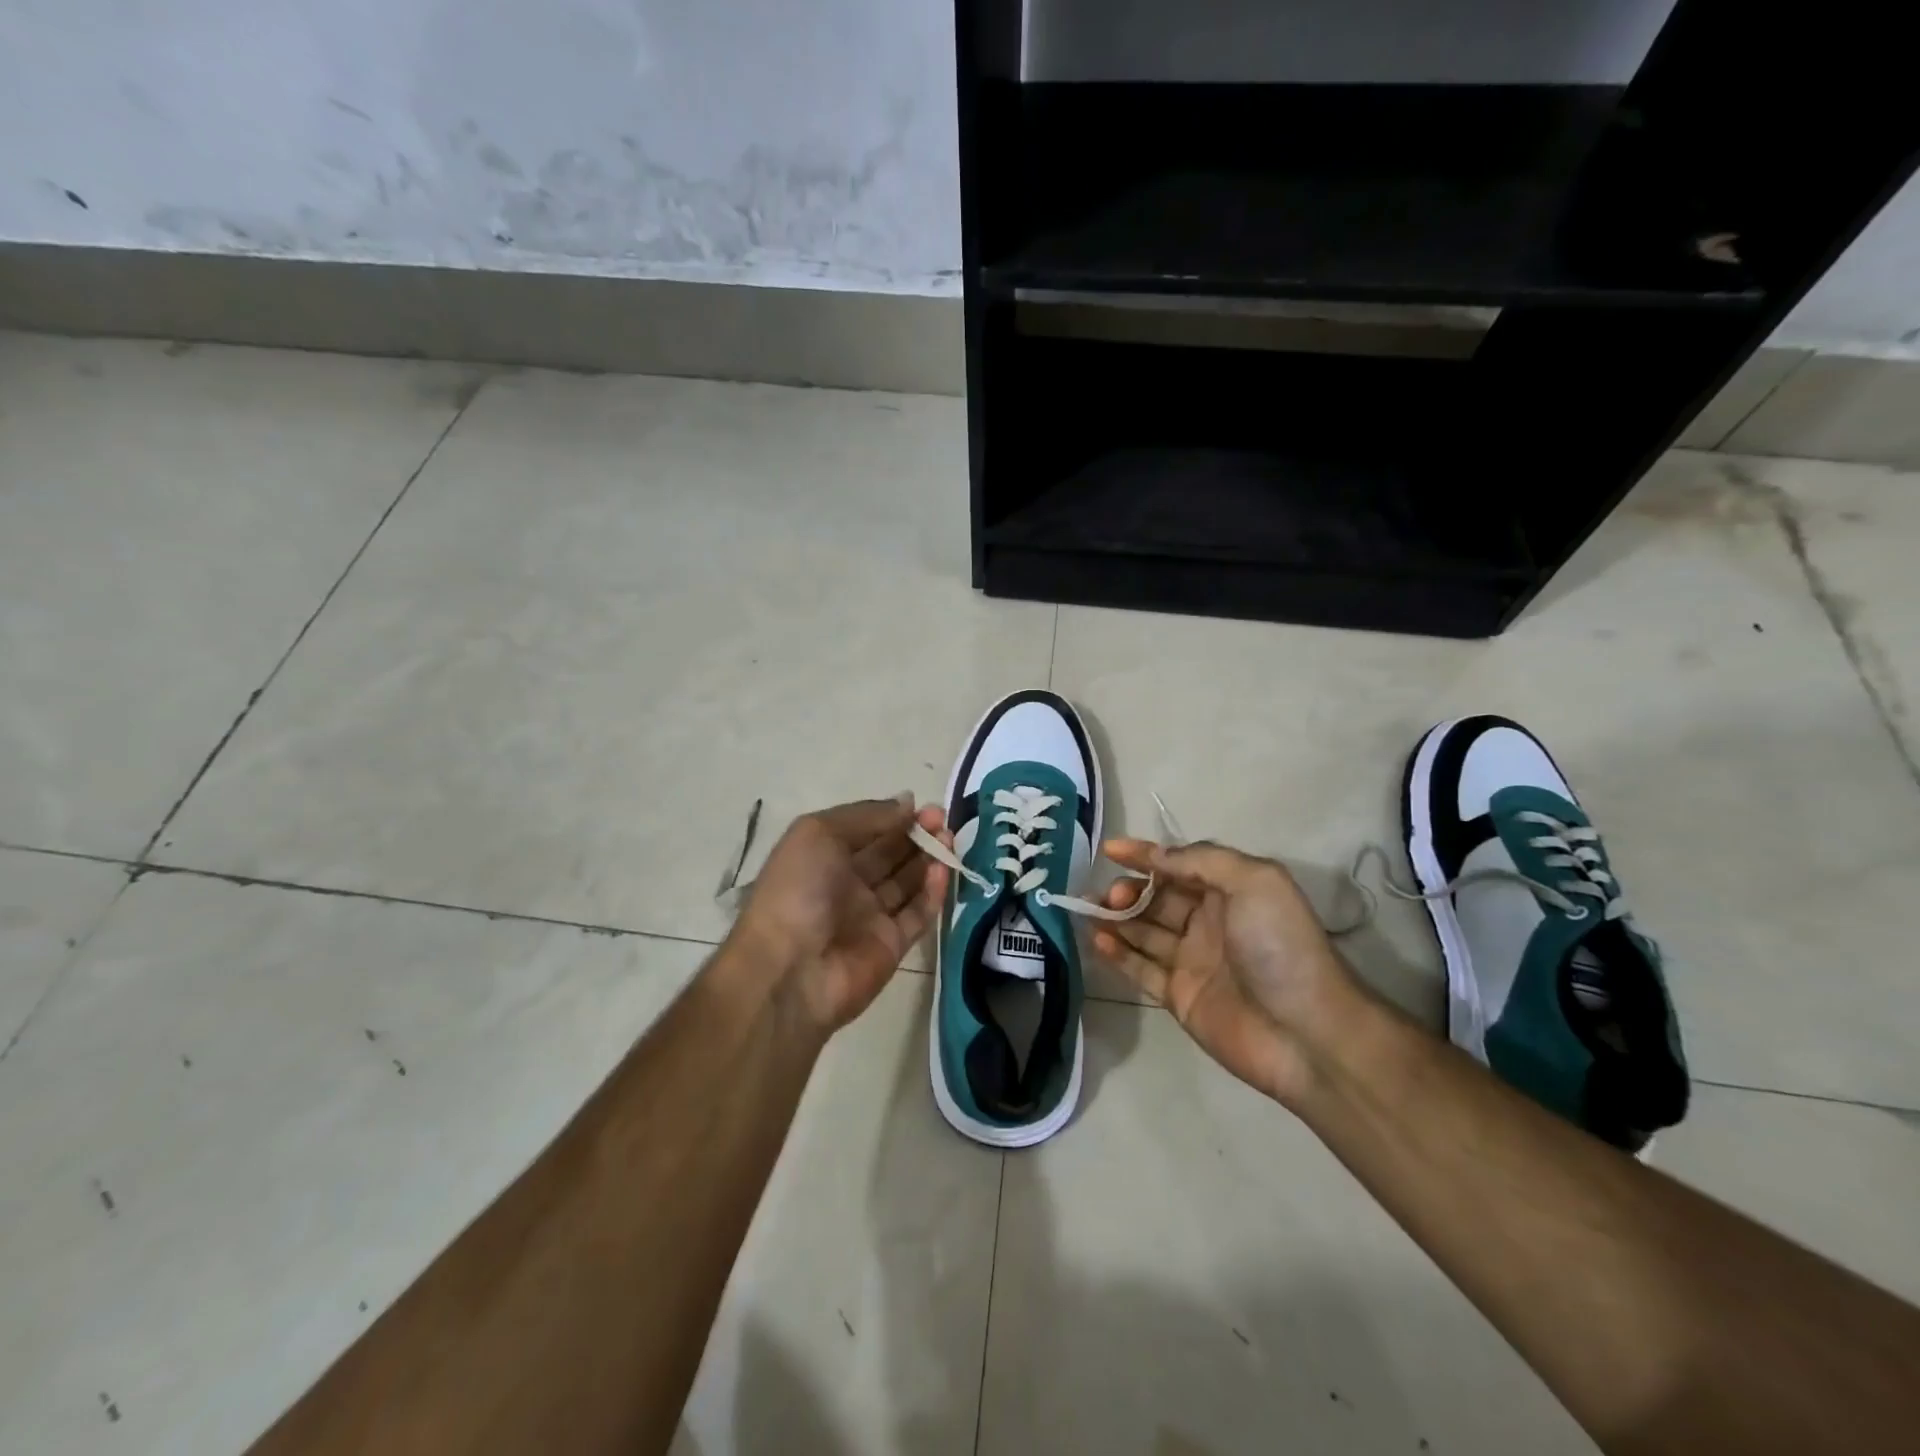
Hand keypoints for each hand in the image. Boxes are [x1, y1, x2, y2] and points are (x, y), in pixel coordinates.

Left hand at [730, 796, 950, 1035]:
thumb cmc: (798, 890)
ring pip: (907, 882)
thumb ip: (867, 816)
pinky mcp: (892, 945)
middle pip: (890, 854)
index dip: (893, 816)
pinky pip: (917, 914)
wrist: (790, 971)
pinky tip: (943, 871)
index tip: (921, 805)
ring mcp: (870, 917)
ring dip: (929, 859)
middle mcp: (846, 884)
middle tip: (942, 820)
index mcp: (823, 856)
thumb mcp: (820, 833)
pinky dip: (933, 893)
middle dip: (916, 835)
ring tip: (950, 840)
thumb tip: (907, 802)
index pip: (866, 830)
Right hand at [1095, 839, 1362, 1105]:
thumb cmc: (1281, 947)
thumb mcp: (1254, 882)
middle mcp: (1209, 921)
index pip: (1179, 864)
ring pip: (1143, 931)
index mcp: (1230, 891)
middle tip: (1109, 896)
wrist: (1307, 1033)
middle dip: (1128, 889)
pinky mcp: (1179, 996)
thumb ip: (1201, 860)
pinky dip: (1118, 954)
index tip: (1110, 849)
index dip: (1145, 854)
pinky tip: (1097, 941)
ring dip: (1116, 918)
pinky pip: (1141, 969)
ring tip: (1089, 912)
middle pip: (1157, 898)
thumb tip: (1156, 856)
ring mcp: (1192, 960)